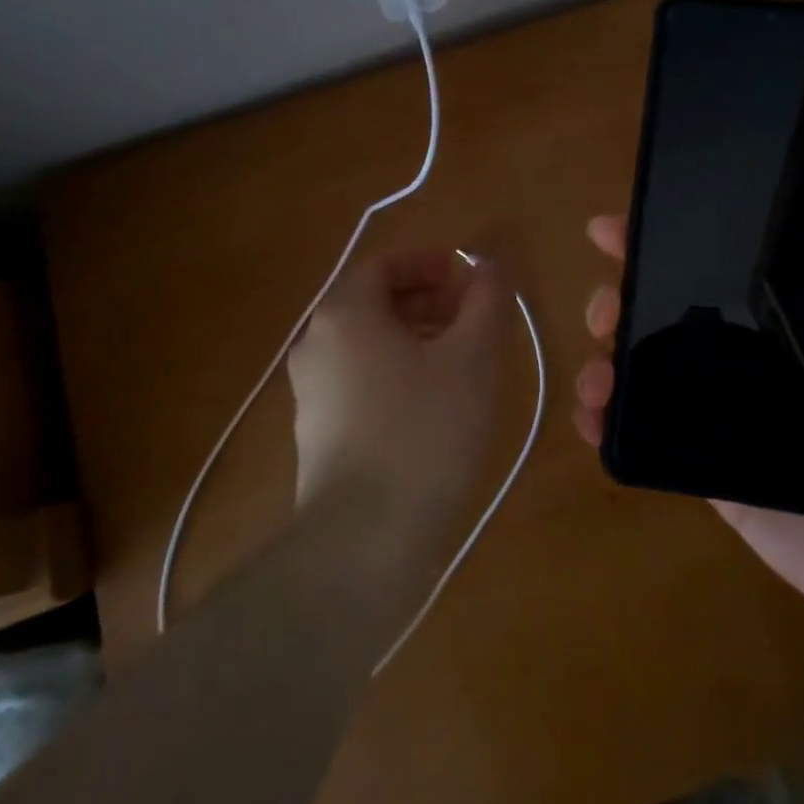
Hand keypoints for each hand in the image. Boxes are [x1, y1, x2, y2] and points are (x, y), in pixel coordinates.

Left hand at [289, 249, 505, 530]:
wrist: (364, 541)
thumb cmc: (425, 430)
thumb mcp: (473, 357)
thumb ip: (486, 300)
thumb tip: (491, 265)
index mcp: (345, 313)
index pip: (386, 263)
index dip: (431, 263)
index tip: (469, 280)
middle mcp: (317, 343)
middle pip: (375, 301)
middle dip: (428, 299)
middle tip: (473, 318)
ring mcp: (311, 391)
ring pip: (369, 343)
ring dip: (416, 336)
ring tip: (462, 360)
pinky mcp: (318, 433)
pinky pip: (361, 380)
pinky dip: (398, 372)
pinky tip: (434, 404)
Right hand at [576, 144, 803, 658]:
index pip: (727, 254)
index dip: (672, 232)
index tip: (621, 222)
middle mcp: (762, 350)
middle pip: (674, 305)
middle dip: (625, 292)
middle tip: (605, 303)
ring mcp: (732, 410)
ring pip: (653, 365)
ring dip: (608, 355)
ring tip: (596, 369)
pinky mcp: (714, 467)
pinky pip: (652, 434)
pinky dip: (610, 421)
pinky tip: (591, 417)